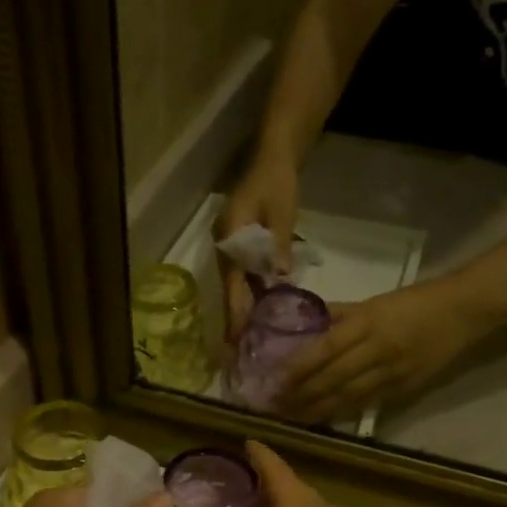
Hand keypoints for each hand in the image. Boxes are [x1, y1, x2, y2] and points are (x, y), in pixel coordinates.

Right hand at [216, 154, 300, 337]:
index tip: (237, 336)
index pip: (232, 281)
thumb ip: (279, 246)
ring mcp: (230, 246)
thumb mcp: (282, 212)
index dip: (235, 310)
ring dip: (242, 309)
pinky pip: (242, 275)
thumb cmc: (277, 182)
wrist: (273, 157)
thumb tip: (280, 279)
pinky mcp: (239, 246)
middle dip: (235, 318)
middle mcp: (224, 245)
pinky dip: (250, 294)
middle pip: (230, 288)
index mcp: (230, 237)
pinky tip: (261, 311)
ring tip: (249, 338)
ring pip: (235, 284)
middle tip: (240, 350)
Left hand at [279, 278, 481, 423]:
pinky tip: (323, 418)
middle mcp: (377, 349)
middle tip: (274, 407)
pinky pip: (367, 402)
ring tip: (293, 417)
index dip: (299, 367)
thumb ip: (339, 315)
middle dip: (302, 394)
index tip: (274, 380)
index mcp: (367, 322)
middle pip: (333, 377)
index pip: (326, 348)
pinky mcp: (404, 388)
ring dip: (318, 409)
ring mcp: (392, 372)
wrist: (462, 312)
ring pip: (348, 396)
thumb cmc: (414, 301)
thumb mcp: (372, 301)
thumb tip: (305, 322)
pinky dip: (343, 411)